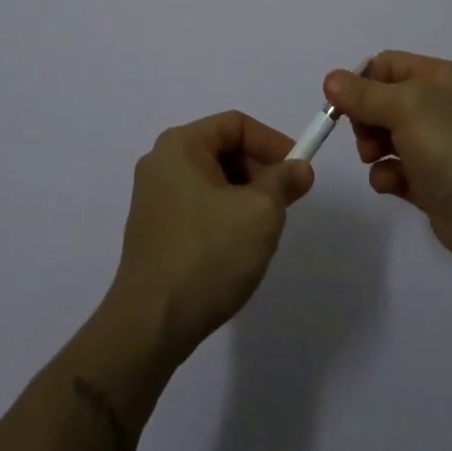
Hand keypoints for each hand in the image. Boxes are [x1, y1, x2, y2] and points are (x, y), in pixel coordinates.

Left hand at [107, 110, 313, 364]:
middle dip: (259, 171)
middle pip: (222, 150)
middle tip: (285, 201)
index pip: (235, 124)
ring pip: (212, 180)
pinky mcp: (152, 230)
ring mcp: (152, 197)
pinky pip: (197, 205)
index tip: (298, 170)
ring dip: (244, 195)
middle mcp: (160, 162)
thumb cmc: (208, 255)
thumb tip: (300, 168)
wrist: (150, 326)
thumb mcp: (260, 213)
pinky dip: (223, 214)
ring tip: (264, 228)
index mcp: (180, 145)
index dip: (272, 142)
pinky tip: (237, 247)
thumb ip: (284, 182)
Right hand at [324, 52, 451, 272]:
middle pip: (382, 101)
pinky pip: (396, 169)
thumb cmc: (450, 146)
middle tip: (363, 136)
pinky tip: (391, 184)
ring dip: (372, 148)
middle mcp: (438, 106)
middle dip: (365, 118)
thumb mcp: (404, 107)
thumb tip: (330, 79)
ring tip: (374, 160)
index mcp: (438, 77)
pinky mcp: (431, 181)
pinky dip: (387, 175)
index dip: (361, 82)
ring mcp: (436, 145)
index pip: (386, 65)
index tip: (343, 105)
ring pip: (386, 136)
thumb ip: (363, 94)